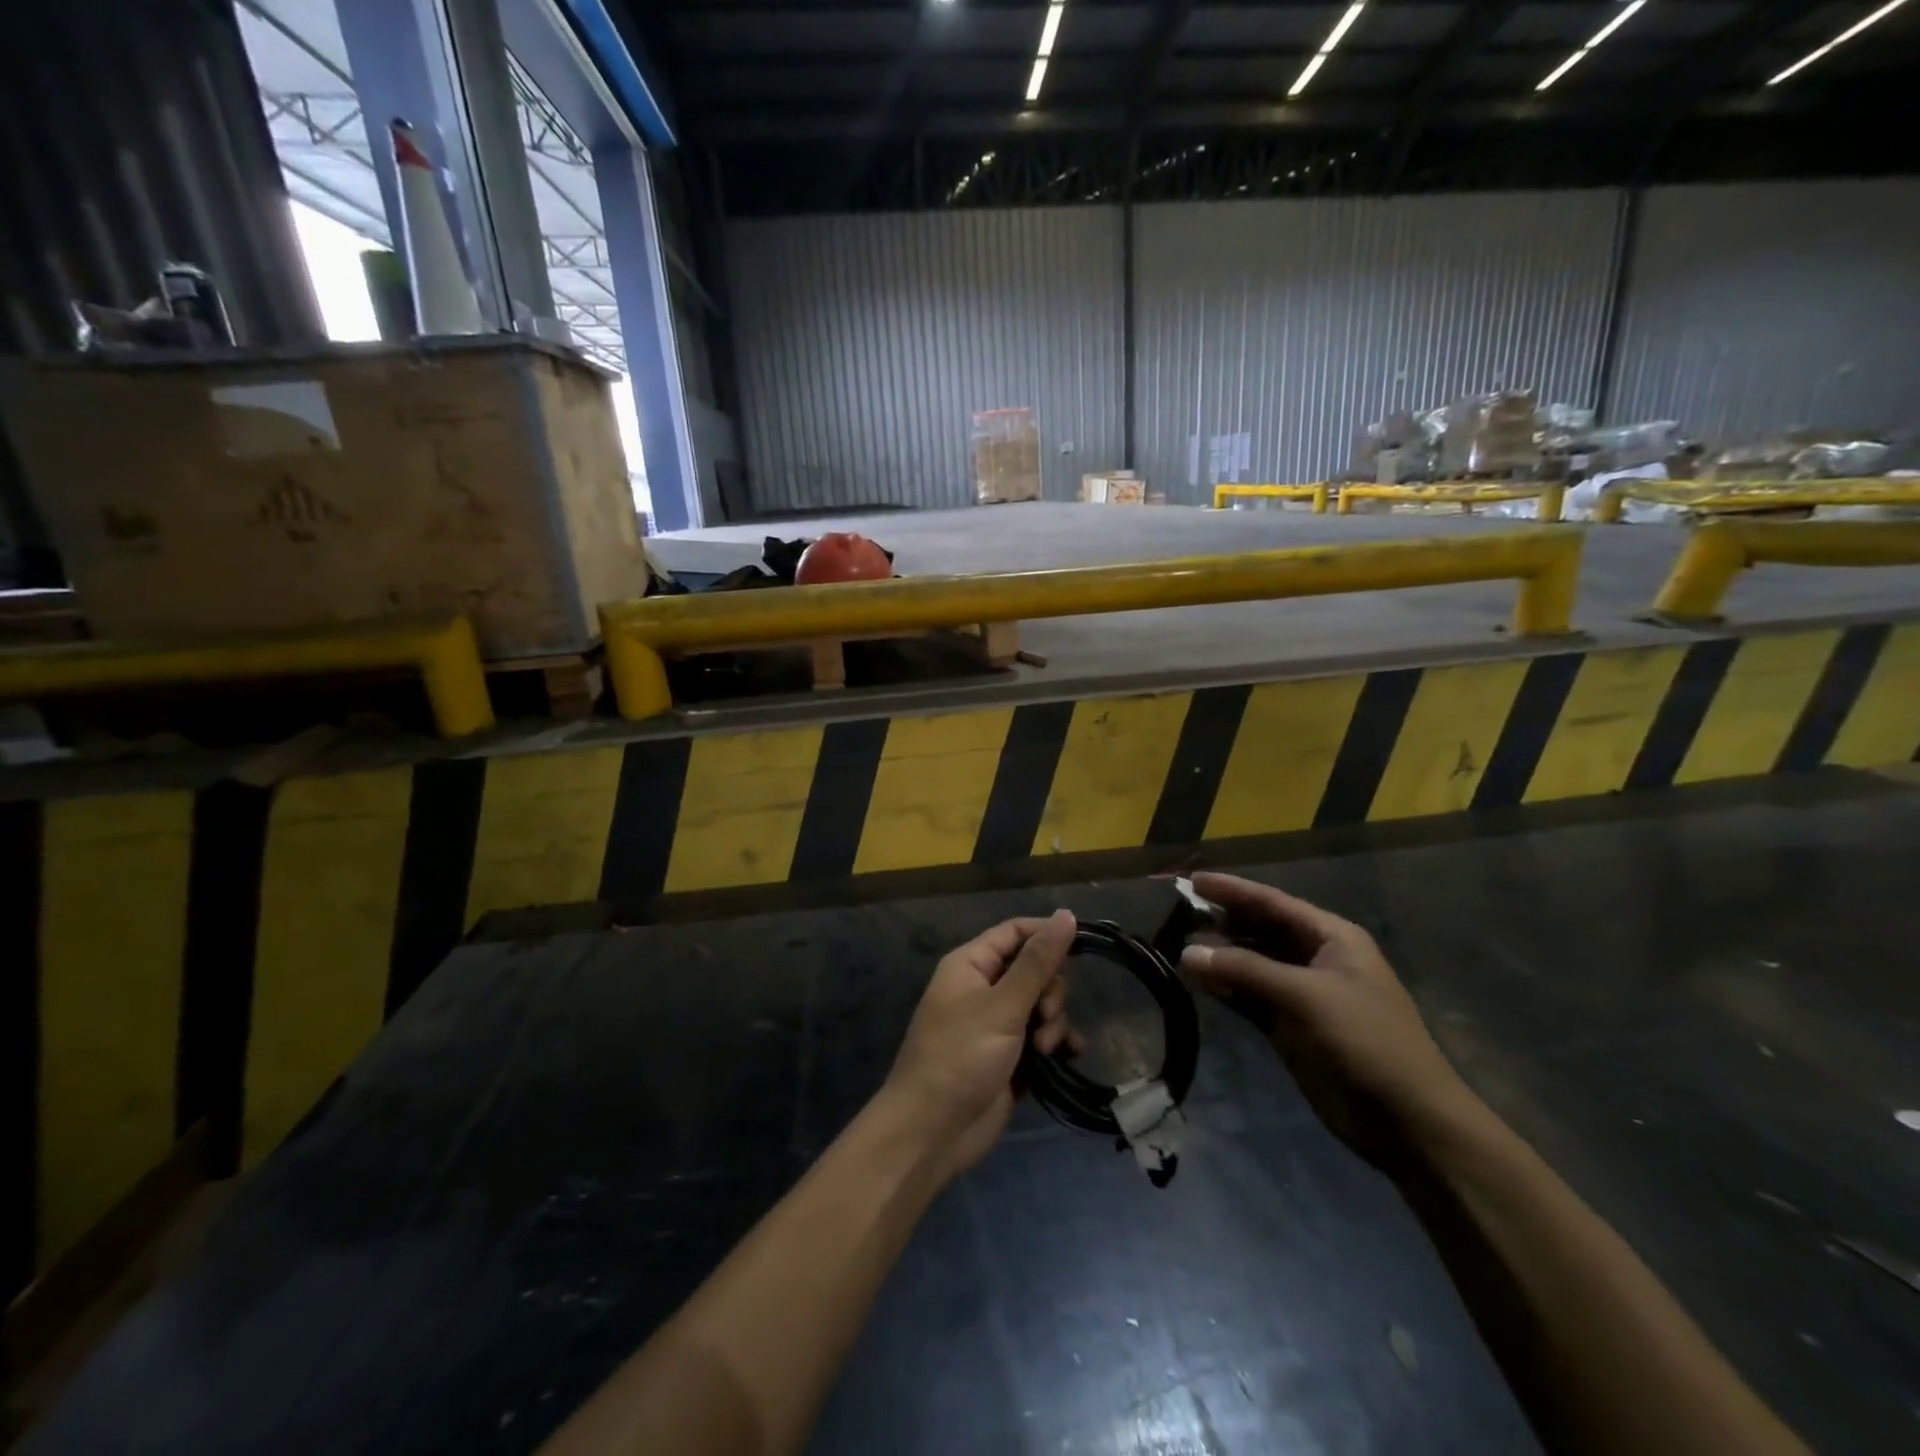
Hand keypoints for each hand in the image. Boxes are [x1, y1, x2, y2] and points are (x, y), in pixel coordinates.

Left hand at [882, 909, 1076, 1180]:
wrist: (931, 1133)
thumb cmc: (959, 1058)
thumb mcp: (1002, 1006)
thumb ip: (1037, 962)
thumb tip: (1066, 914)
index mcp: (971, 964)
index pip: (1015, 932)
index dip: (1048, 934)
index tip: (1083, 944)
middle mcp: (983, 988)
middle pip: (1034, 969)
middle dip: (1049, 991)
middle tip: (1043, 1018)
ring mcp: (997, 1024)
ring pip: (1042, 1004)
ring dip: (1052, 1022)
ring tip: (1044, 1049)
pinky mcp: (1010, 1056)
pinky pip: (1042, 1036)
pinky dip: (1056, 1043)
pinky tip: (1068, 1055)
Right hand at [1180, 873, 1476, 1170]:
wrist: (1408, 1122)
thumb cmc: (1366, 1042)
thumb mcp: (1306, 997)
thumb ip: (1244, 970)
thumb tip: (1186, 952)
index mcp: (1331, 937)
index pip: (1272, 902)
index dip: (1232, 889)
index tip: (1191, 880)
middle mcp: (1315, 958)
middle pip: (1259, 930)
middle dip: (1221, 922)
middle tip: (1175, 916)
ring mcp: (1302, 994)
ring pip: (1251, 964)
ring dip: (1219, 957)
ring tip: (1178, 949)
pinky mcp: (1290, 1026)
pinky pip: (1250, 997)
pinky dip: (1226, 989)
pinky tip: (1198, 983)